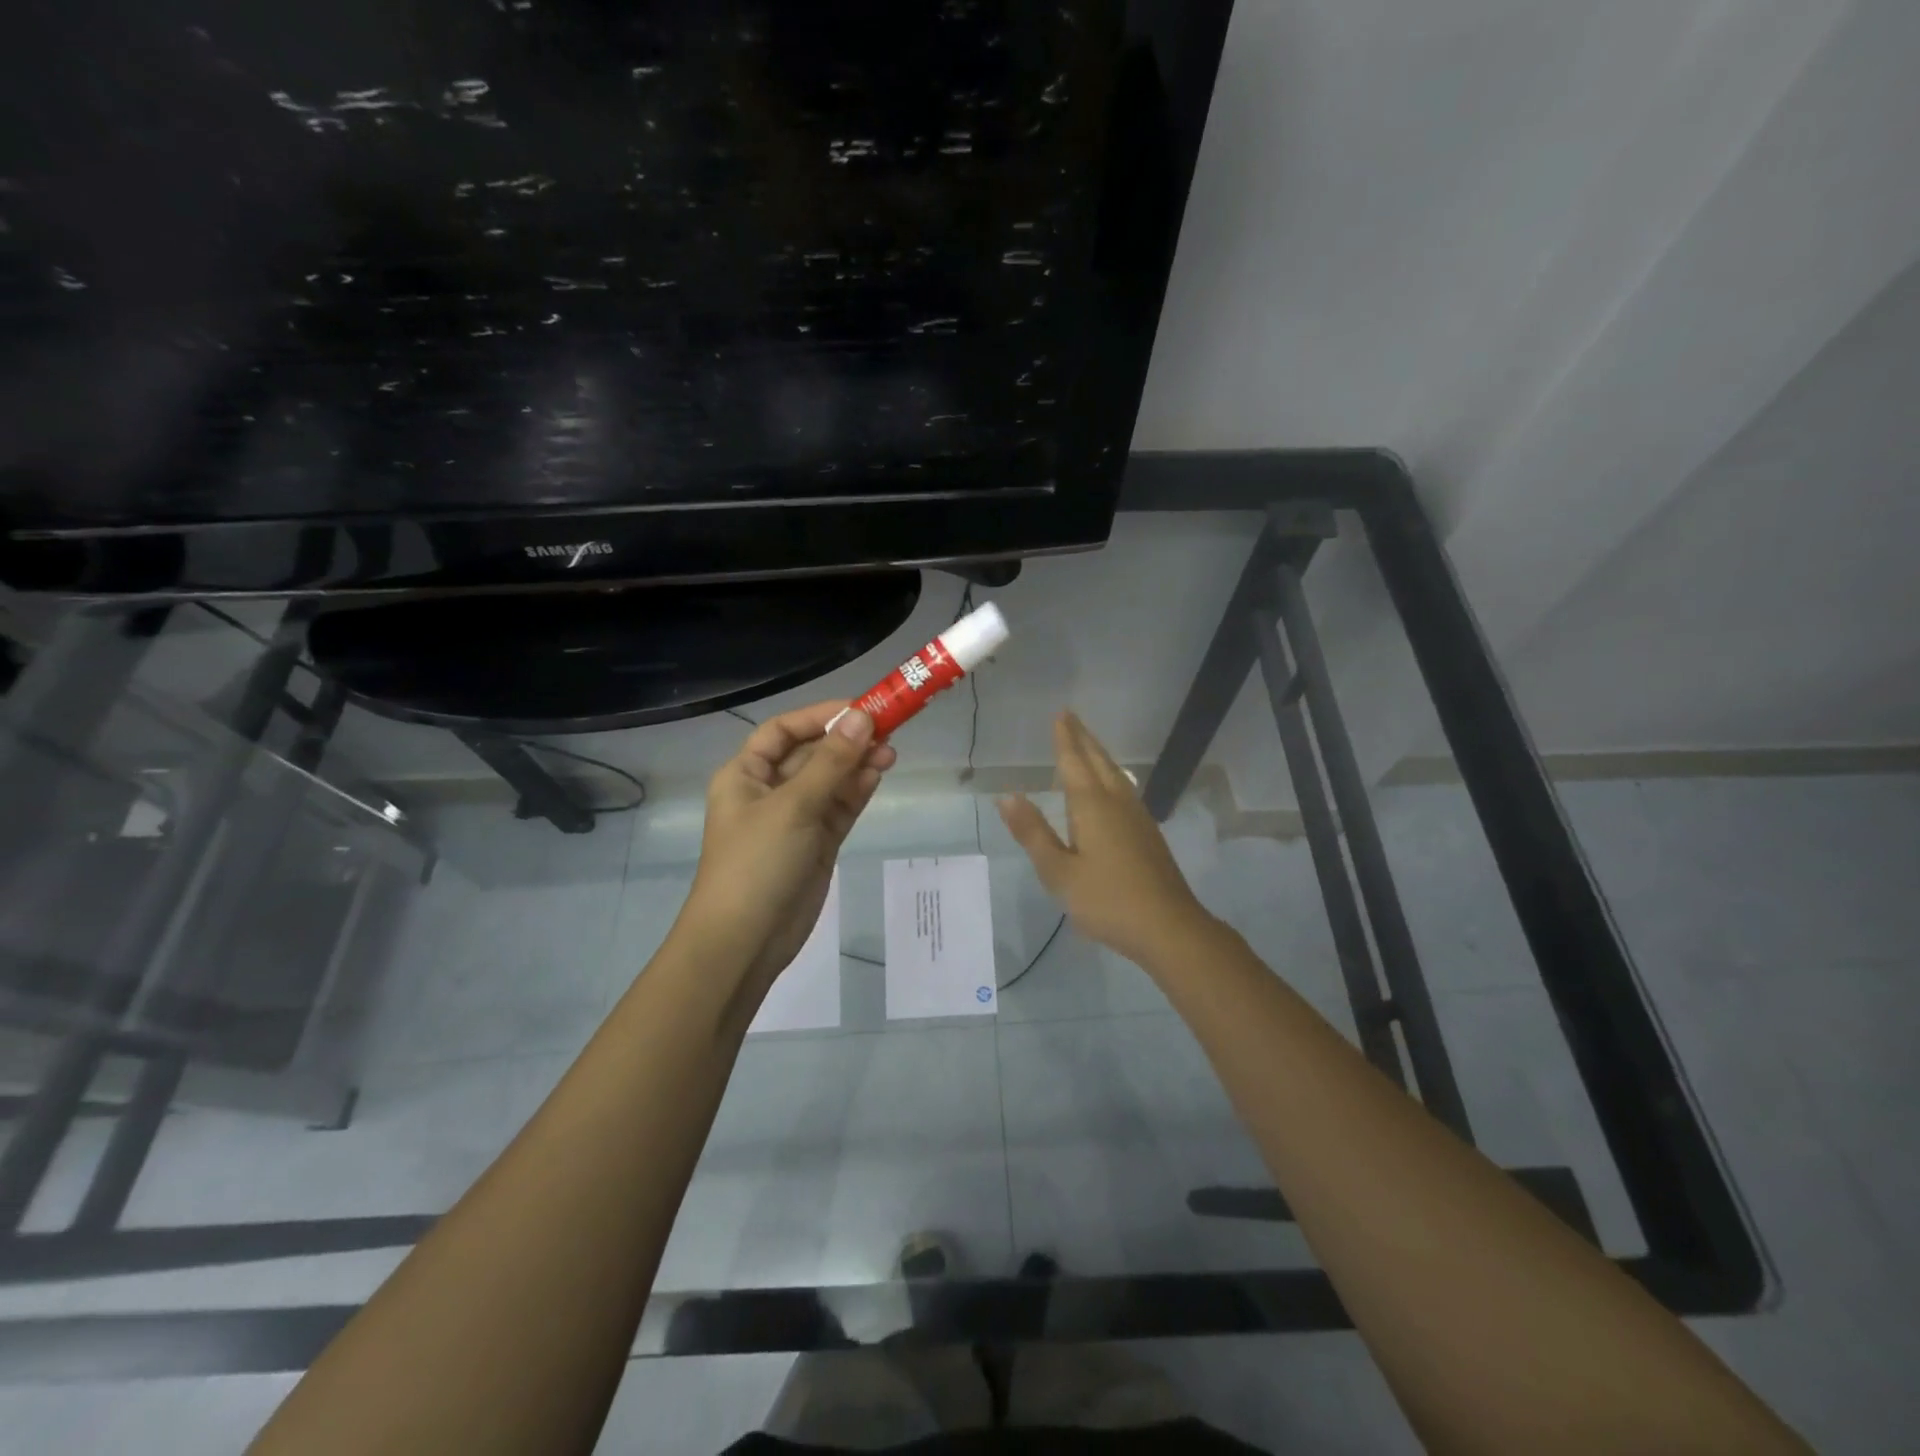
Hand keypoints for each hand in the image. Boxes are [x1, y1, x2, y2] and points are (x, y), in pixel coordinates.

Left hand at [678, 703, 897, 990]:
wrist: (745, 941)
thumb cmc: (757, 863)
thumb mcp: (793, 806)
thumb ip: (831, 762)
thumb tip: (863, 718)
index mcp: (746, 775)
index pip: (783, 731)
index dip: (819, 716)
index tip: (860, 710)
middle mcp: (769, 792)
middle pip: (811, 754)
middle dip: (846, 742)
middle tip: (887, 731)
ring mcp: (795, 820)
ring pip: (830, 781)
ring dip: (857, 765)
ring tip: (891, 753)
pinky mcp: (816, 844)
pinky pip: (839, 808)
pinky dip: (857, 792)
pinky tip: (878, 776)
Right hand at [997, 712, 1215, 967]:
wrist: (1168, 927)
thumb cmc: (1107, 900)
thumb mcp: (1059, 872)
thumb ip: (1033, 833)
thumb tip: (1007, 796)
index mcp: (1092, 806)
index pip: (1074, 762)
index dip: (1065, 739)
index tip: (1060, 714)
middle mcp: (1117, 803)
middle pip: (1099, 761)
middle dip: (1083, 739)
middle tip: (1071, 718)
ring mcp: (1138, 817)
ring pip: (1115, 774)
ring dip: (1099, 755)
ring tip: (1088, 746)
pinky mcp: (1148, 834)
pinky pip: (1124, 790)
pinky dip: (1111, 776)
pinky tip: (1112, 789)